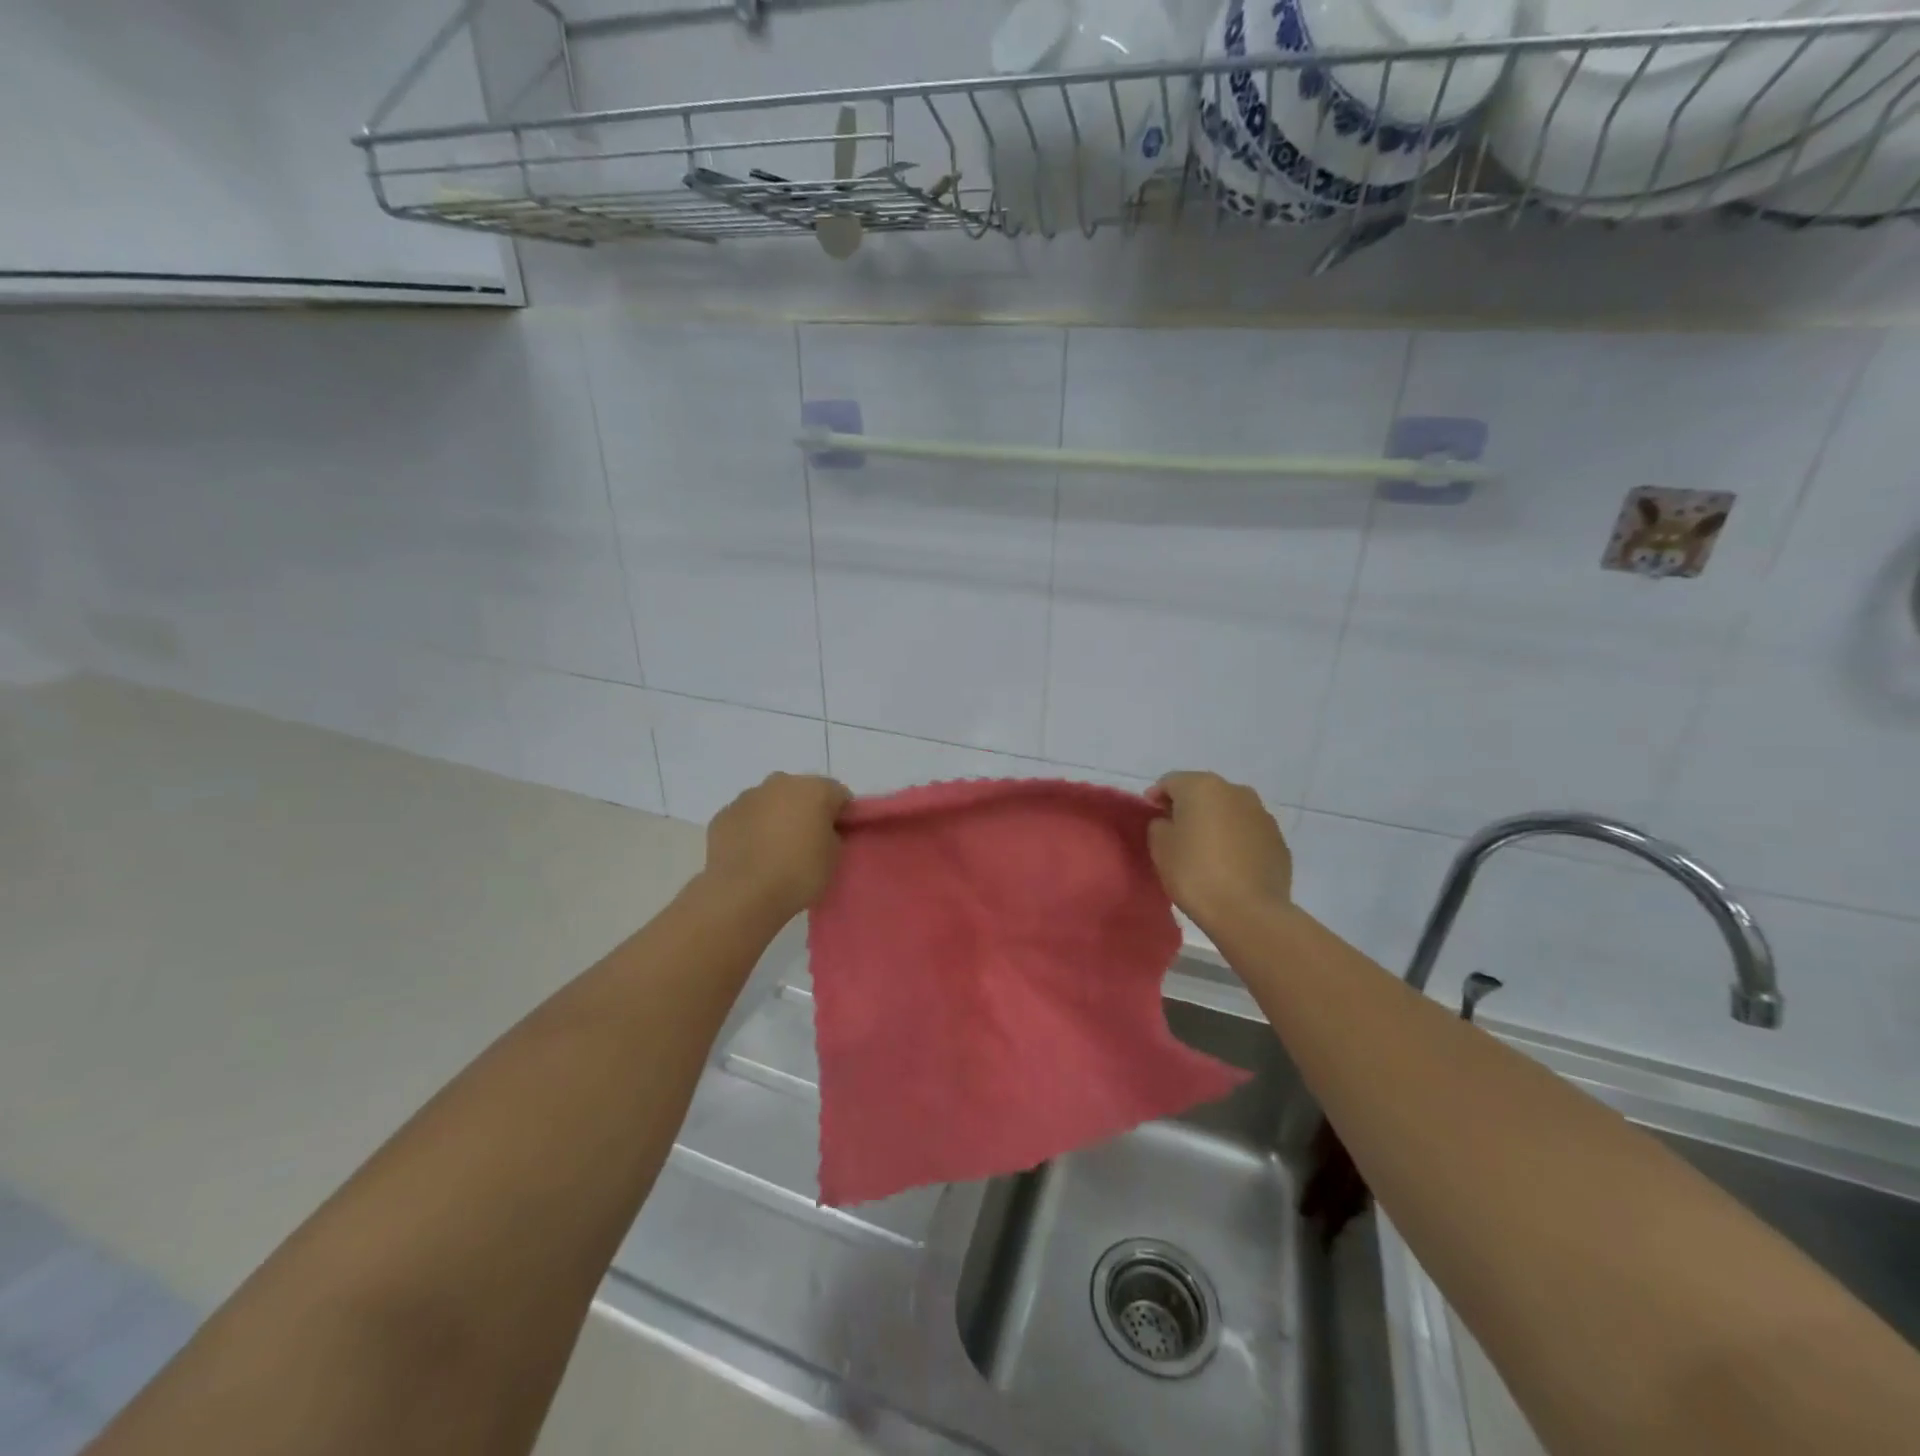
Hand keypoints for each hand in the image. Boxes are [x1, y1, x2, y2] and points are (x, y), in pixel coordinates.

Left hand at [702, 773, 850, 918]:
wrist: (743, 894)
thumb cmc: (798, 872)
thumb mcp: (834, 856)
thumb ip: (833, 834)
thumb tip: (821, 830)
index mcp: (814, 789)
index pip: (839, 794)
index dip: (842, 815)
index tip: (839, 837)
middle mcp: (780, 783)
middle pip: (802, 792)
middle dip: (806, 811)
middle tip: (808, 842)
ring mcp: (747, 797)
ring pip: (770, 802)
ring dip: (776, 817)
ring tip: (776, 852)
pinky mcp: (722, 815)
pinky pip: (746, 818)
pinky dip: (751, 830)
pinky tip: (752, 856)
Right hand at [1149, 771, 1291, 926]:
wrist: (1249, 913)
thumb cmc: (1196, 874)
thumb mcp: (1160, 847)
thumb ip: (1159, 825)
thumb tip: (1170, 822)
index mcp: (1202, 786)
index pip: (1170, 782)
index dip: (1156, 798)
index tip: (1150, 818)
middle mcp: (1236, 791)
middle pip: (1203, 792)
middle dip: (1187, 808)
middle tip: (1175, 833)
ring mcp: (1262, 814)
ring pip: (1228, 811)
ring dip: (1214, 823)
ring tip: (1204, 850)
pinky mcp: (1278, 840)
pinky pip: (1248, 832)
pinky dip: (1235, 840)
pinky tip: (1228, 864)